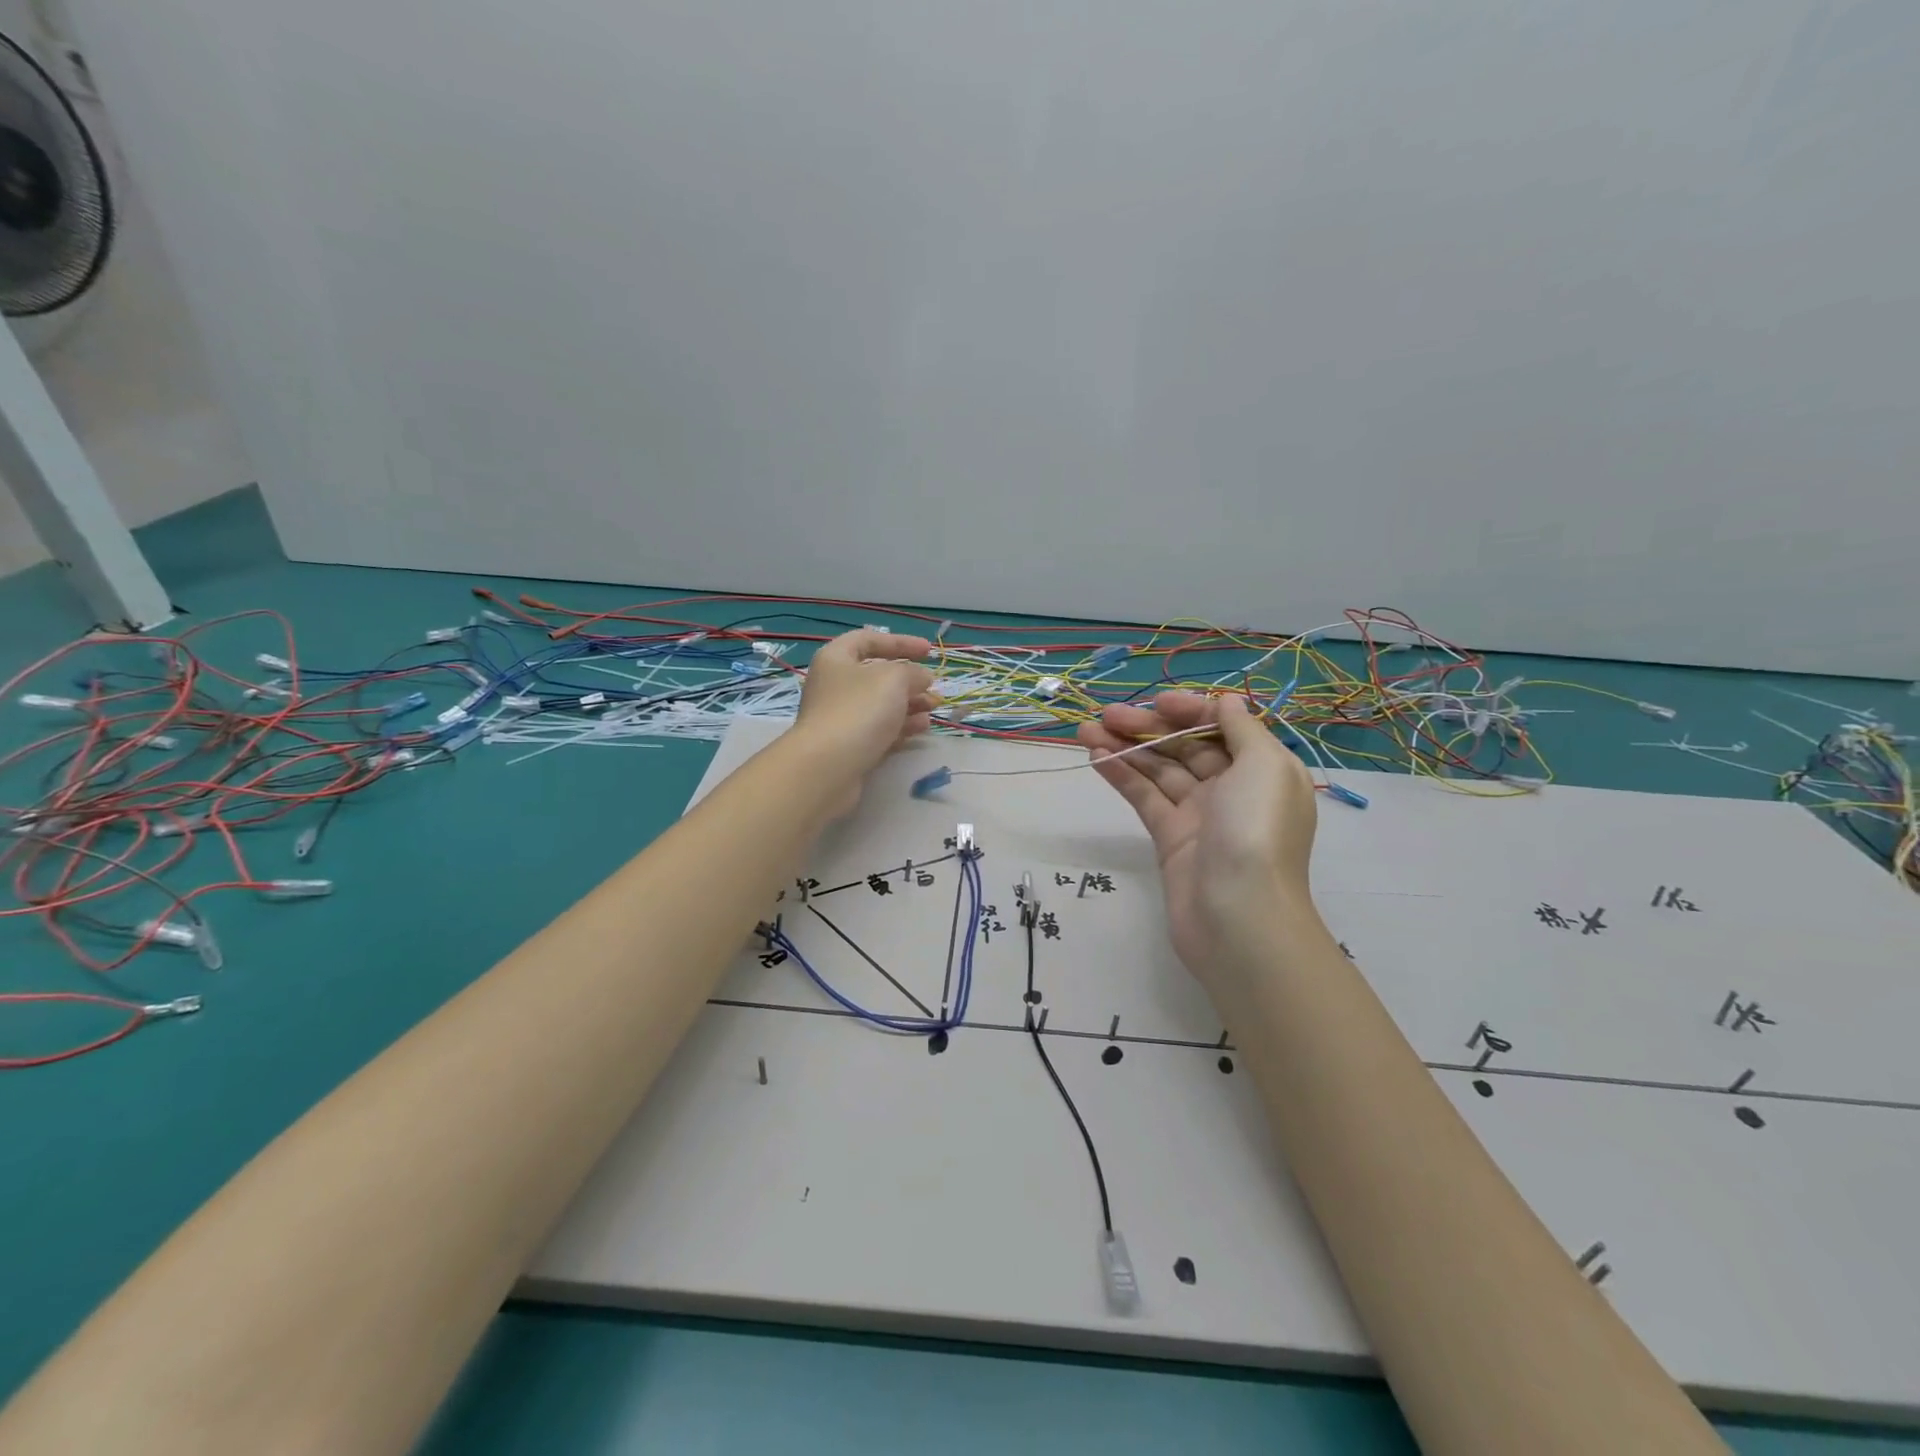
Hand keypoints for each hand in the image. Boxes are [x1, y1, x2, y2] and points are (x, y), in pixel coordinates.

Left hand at [794, 630, 937, 812]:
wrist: (828, 766)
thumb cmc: (860, 709)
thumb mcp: (894, 679)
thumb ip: (912, 672)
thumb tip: (921, 677)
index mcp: (836, 659)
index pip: (868, 640)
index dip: (900, 642)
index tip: (928, 651)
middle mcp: (834, 686)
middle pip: (876, 676)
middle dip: (909, 680)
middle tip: (933, 688)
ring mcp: (840, 718)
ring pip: (880, 705)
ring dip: (910, 704)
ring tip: (933, 709)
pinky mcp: (848, 746)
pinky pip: (879, 730)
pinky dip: (901, 727)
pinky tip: (921, 729)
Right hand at [1077, 692, 1321, 991]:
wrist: (1238, 917)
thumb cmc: (1256, 831)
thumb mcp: (1265, 766)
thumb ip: (1243, 728)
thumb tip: (1227, 701)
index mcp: (1262, 769)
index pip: (1222, 728)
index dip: (1189, 711)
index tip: (1156, 702)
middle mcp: (1233, 788)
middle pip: (1186, 747)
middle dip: (1148, 727)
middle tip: (1105, 714)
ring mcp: (1200, 815)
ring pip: (1159, 771)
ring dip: (1126, 747)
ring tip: (1085, 730)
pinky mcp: (1171, 839)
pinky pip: (1145, 798)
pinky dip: (1122, 776)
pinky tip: (1097, 757)